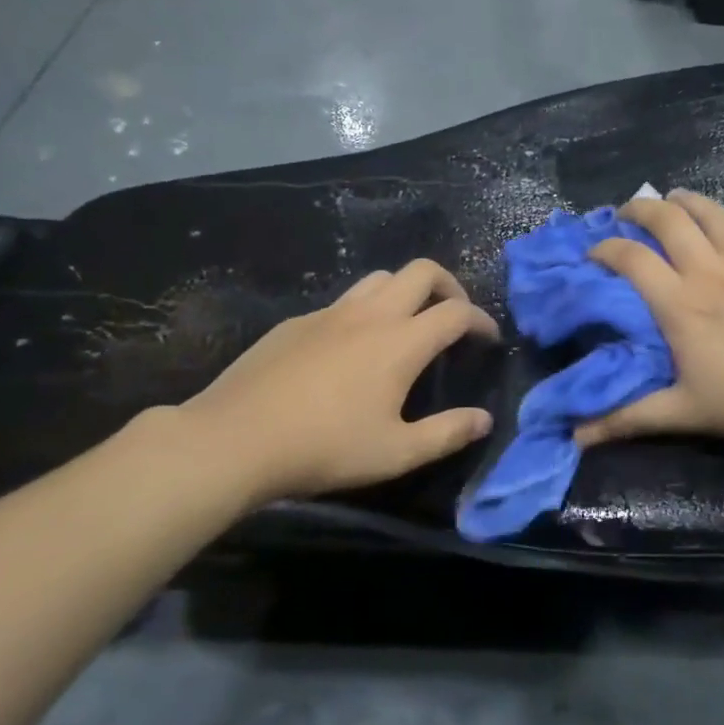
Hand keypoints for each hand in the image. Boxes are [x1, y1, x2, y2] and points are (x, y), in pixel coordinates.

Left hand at [172, 259, 498, 506]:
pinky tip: (351, 349)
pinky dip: (364, 311)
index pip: (457, 313)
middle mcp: (370, 314)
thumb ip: (447, 433)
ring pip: (380, 278)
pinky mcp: (296, 322)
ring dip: (405, 291)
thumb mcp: (396, 453)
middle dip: (449, 286)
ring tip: (406, 325)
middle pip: (421, 271)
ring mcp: (329, 313)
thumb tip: (484, 419)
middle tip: (453, 317)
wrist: (235, 439)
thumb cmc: (324, 448)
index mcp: (401, 342)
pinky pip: (343, 302)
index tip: (488, 338)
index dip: (481, 320)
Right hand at [575, 191, 723, 448]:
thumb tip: (577, 438)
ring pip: (707, 211)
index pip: (631, 258)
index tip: (592, 253)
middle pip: (666, 219)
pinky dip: (723, 213)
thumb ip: (631, 419)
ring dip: (682, 200)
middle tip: (626, 214)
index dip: (605, 248)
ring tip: (669, 201)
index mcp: (680, 302)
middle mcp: (708, 268)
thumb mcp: (689, 413)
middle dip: (639, 210)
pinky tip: (721, 217)